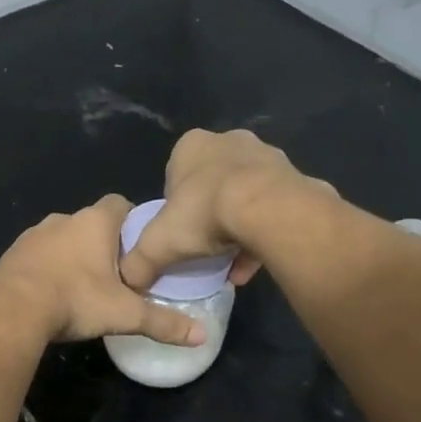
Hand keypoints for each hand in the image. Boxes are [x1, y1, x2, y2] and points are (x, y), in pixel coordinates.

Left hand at [0, 195, 206, 345]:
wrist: (11, 310)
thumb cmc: (76, 300)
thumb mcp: (125, 315)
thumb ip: (163, 322)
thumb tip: (202, 336)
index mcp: (95, 222)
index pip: (121, 203)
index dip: (133, 222)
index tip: (139, 248)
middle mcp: (64, 218)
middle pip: (92, 223)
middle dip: (104, 244)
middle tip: (117, 275)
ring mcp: (34, 234)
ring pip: (63, 239)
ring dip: (73, 256)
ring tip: (83, 288)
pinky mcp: (13, 253)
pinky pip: (38, 255)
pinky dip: (48, 268)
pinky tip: (52, 294)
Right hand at [118, 129, 327, 291]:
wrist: (268, 208)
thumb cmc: (204, 213)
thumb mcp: (158, 242)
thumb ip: (139, 260)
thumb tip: (127, 280)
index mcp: (191, 146)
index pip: (174, 176)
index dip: (174, 208)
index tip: (178, 233)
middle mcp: (229, 141)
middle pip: (211, 184)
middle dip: (208, 215)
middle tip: (204, 246)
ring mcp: (265, 156)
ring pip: (244, 196)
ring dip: (237, 227)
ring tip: (230, 263)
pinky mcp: (293, 176)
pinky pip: (271, 208)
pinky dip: (261, 234)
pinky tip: (253, 264)